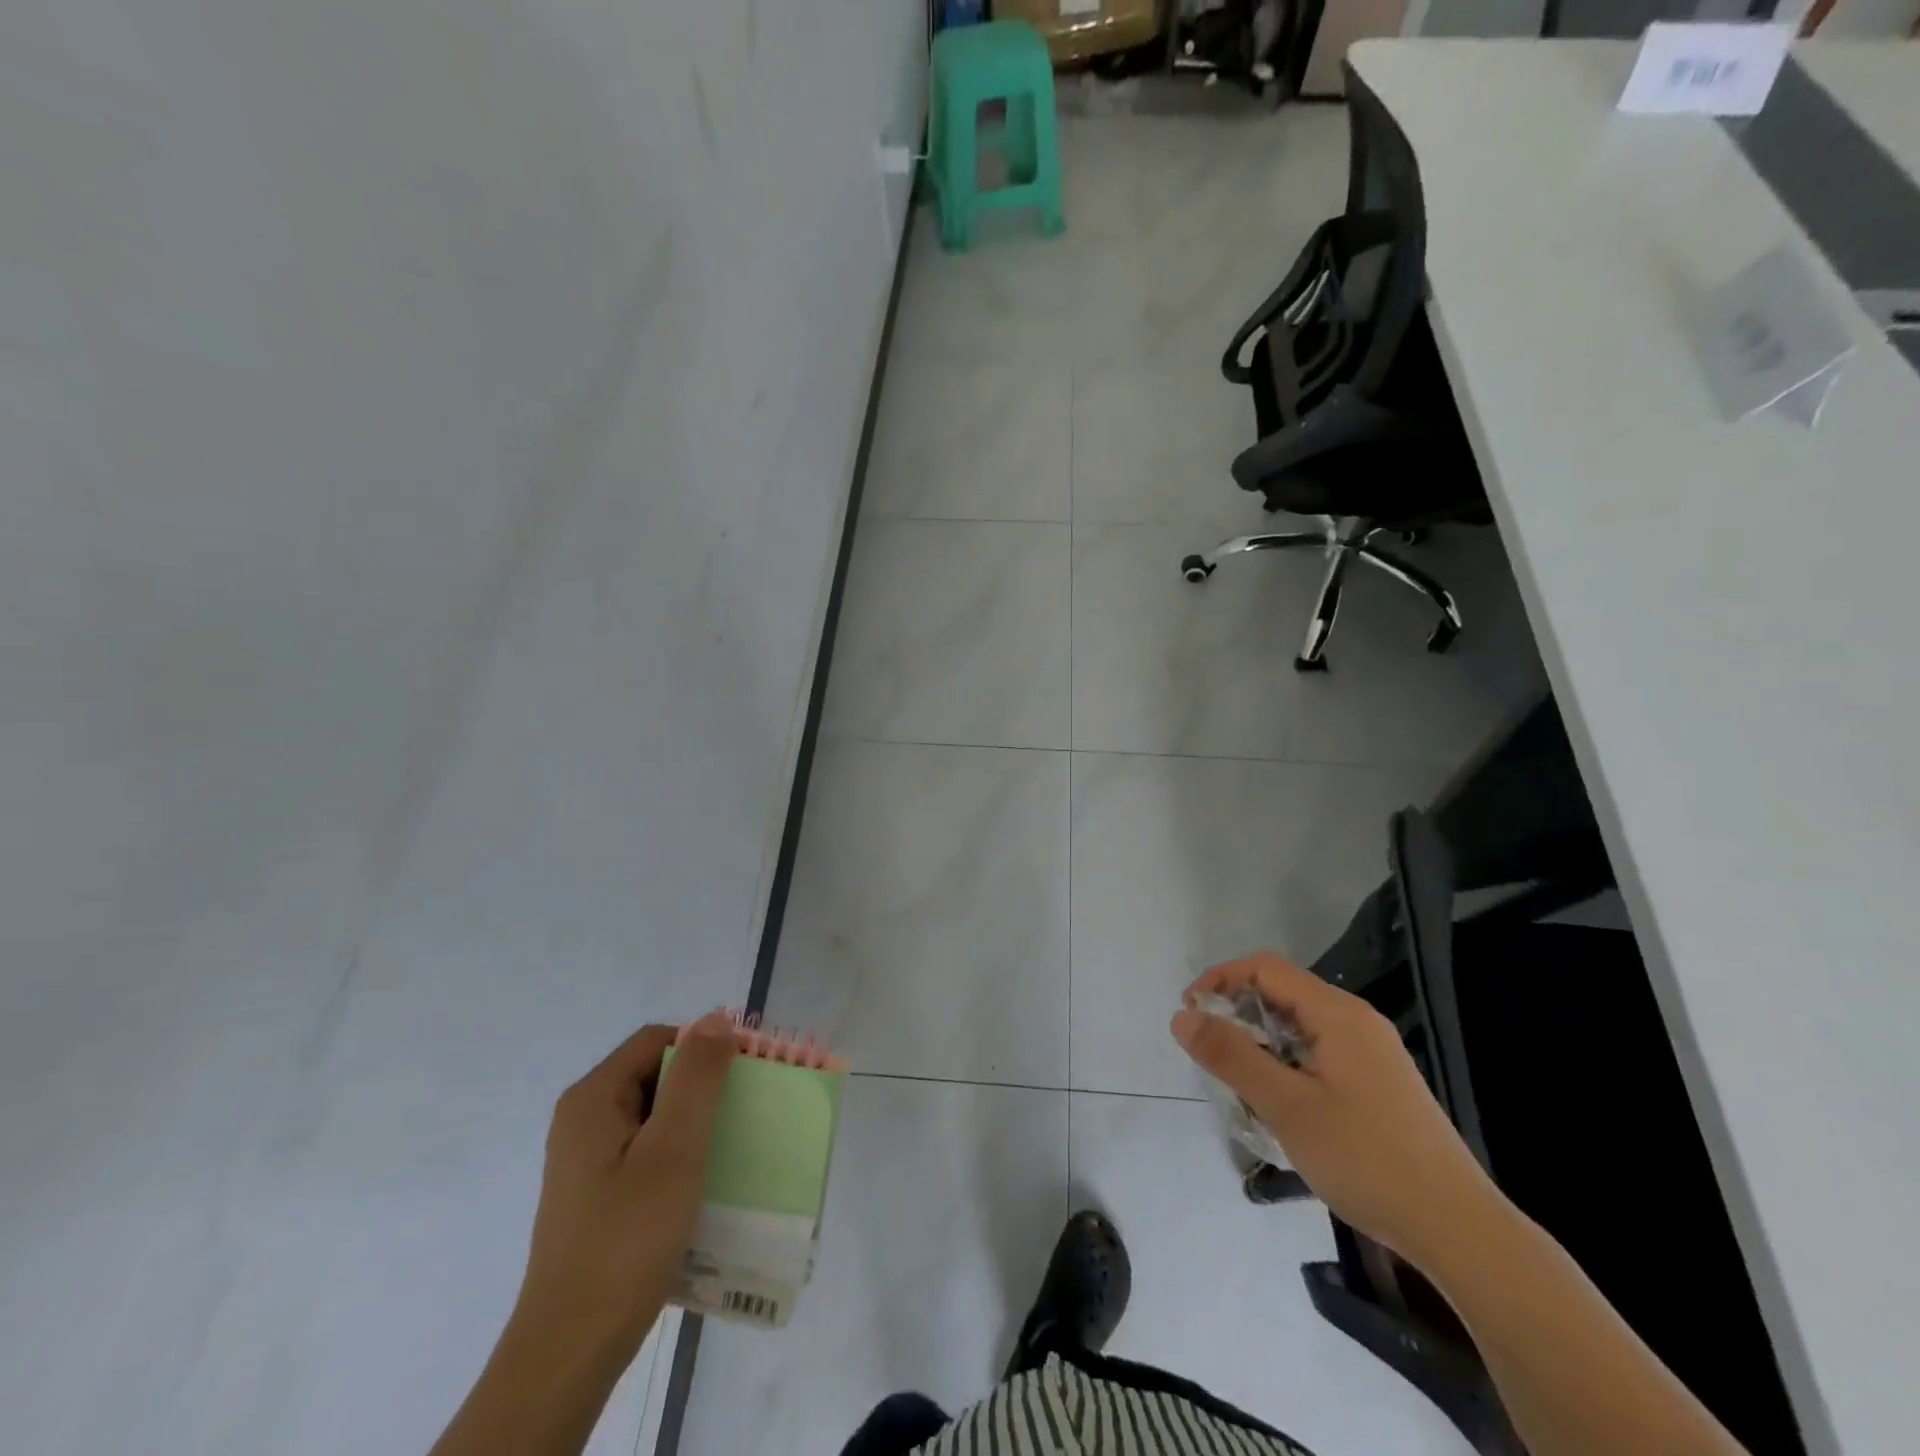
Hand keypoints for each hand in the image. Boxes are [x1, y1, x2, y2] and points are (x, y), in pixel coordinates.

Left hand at [512, 1011, 737, 1361]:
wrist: (570, 1352)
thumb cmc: (625, 1239)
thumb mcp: (673, 1151)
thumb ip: (697, 1079)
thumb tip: (718, 1019)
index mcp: (593, 1099)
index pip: (658, 1040)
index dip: (704, 1045)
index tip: (746, 1072)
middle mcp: (585, 1120)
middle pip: (656, 1074)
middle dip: (704, 1085)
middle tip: (748, 1109)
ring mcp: (588, 1161)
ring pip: (655, 1116)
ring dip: (697, 1122)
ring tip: (736, 1144)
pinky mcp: (598, 1195)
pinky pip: (648, 1152)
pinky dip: (681, 1154)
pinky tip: (707, 1182)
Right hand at [1171, 952, 1497, 1268]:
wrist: (1461, 1231)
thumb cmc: (1367, 1160)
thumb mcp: (1286, 1106)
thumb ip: (1231, 1055)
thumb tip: (1181, 1016)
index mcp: (1337, 1014)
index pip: (1265, 968)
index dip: (1220, 980)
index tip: (1190, 1016)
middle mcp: (1357, 1021)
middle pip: (1283, 992)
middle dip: (1239, 1014)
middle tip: (1212, 1056)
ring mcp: (1374, 1052)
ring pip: (1301, 1026)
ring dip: (1263, 1043)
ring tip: (1244, 1087)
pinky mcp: (1381, 1083)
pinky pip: (1321, 1052)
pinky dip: (1289, 1063)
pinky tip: (1286, 1107)